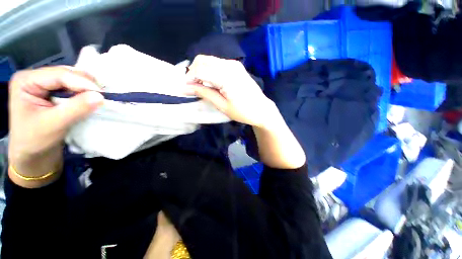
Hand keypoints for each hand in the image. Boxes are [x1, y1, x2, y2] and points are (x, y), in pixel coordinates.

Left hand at [8, 66, 103, 186]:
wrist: (33, 154)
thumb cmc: (35, 141)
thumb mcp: (54, 125)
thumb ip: (75, 109)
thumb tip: (100, 97)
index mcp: (26, 81)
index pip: (59, 75)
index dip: (82, 83)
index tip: (103, 96)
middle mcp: (35, 77)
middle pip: (66, 73)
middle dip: (86, 84)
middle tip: (103, 97)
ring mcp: (44, 83)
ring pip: (72, 78)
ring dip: (88, 88)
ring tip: (99, 98)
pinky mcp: (53, 91)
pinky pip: (73, 86)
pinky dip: (85, 92)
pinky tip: (91, 99)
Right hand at [187, 55, 277, 127]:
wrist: (261, 109)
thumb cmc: (243, 111)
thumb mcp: (222, 105)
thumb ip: (204, 93)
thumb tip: (185, 87)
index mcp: (226, 76)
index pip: (200, 69)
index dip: (189, 78)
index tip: (185, 88)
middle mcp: (230, 65)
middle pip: (203, 60)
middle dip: (193, 72)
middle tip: (192, 87)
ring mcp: (234, 64)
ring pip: (209, 60)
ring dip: (201, 71)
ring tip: (200, 86)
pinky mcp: (236, 67)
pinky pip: (217, 64)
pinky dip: (209, 71)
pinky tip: (210, 82)